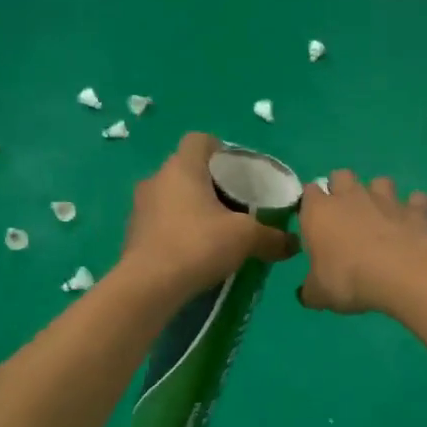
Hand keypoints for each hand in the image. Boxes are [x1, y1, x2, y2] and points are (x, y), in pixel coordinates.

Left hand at [120, 133, 295, 299]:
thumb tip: (293, 243)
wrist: (148, 286)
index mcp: (182, 168)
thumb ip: (272, 237)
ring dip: (192, 209)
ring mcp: (140, 207)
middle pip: (187, 170)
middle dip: (210, 184)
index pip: (199, 140)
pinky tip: (194, 252)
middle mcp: (156, 179)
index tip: (237, 171)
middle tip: (234, 206)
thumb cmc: (198, 245)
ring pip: (172, 197)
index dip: (220, 150)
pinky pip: (161, 222)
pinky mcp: (133, 234)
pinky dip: (177, 230)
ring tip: (215, 232)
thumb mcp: (246, 238)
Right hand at [298, 172, 426, 314]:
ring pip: (380, 182)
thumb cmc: (348, 279)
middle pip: (341, 176)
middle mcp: (350, 196)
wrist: (400, 273)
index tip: (314, 222)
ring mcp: (386, 199)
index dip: (310, 204)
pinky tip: (412, 224)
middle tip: (345, 216)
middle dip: (342, 189)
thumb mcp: (320, 294)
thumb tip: (307, 294)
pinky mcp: (415, 210)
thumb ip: (311, 290)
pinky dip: (414, 208)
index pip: (308, 193)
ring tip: (380, 216)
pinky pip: (416, 200)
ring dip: (378, 194)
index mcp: (319, 212)